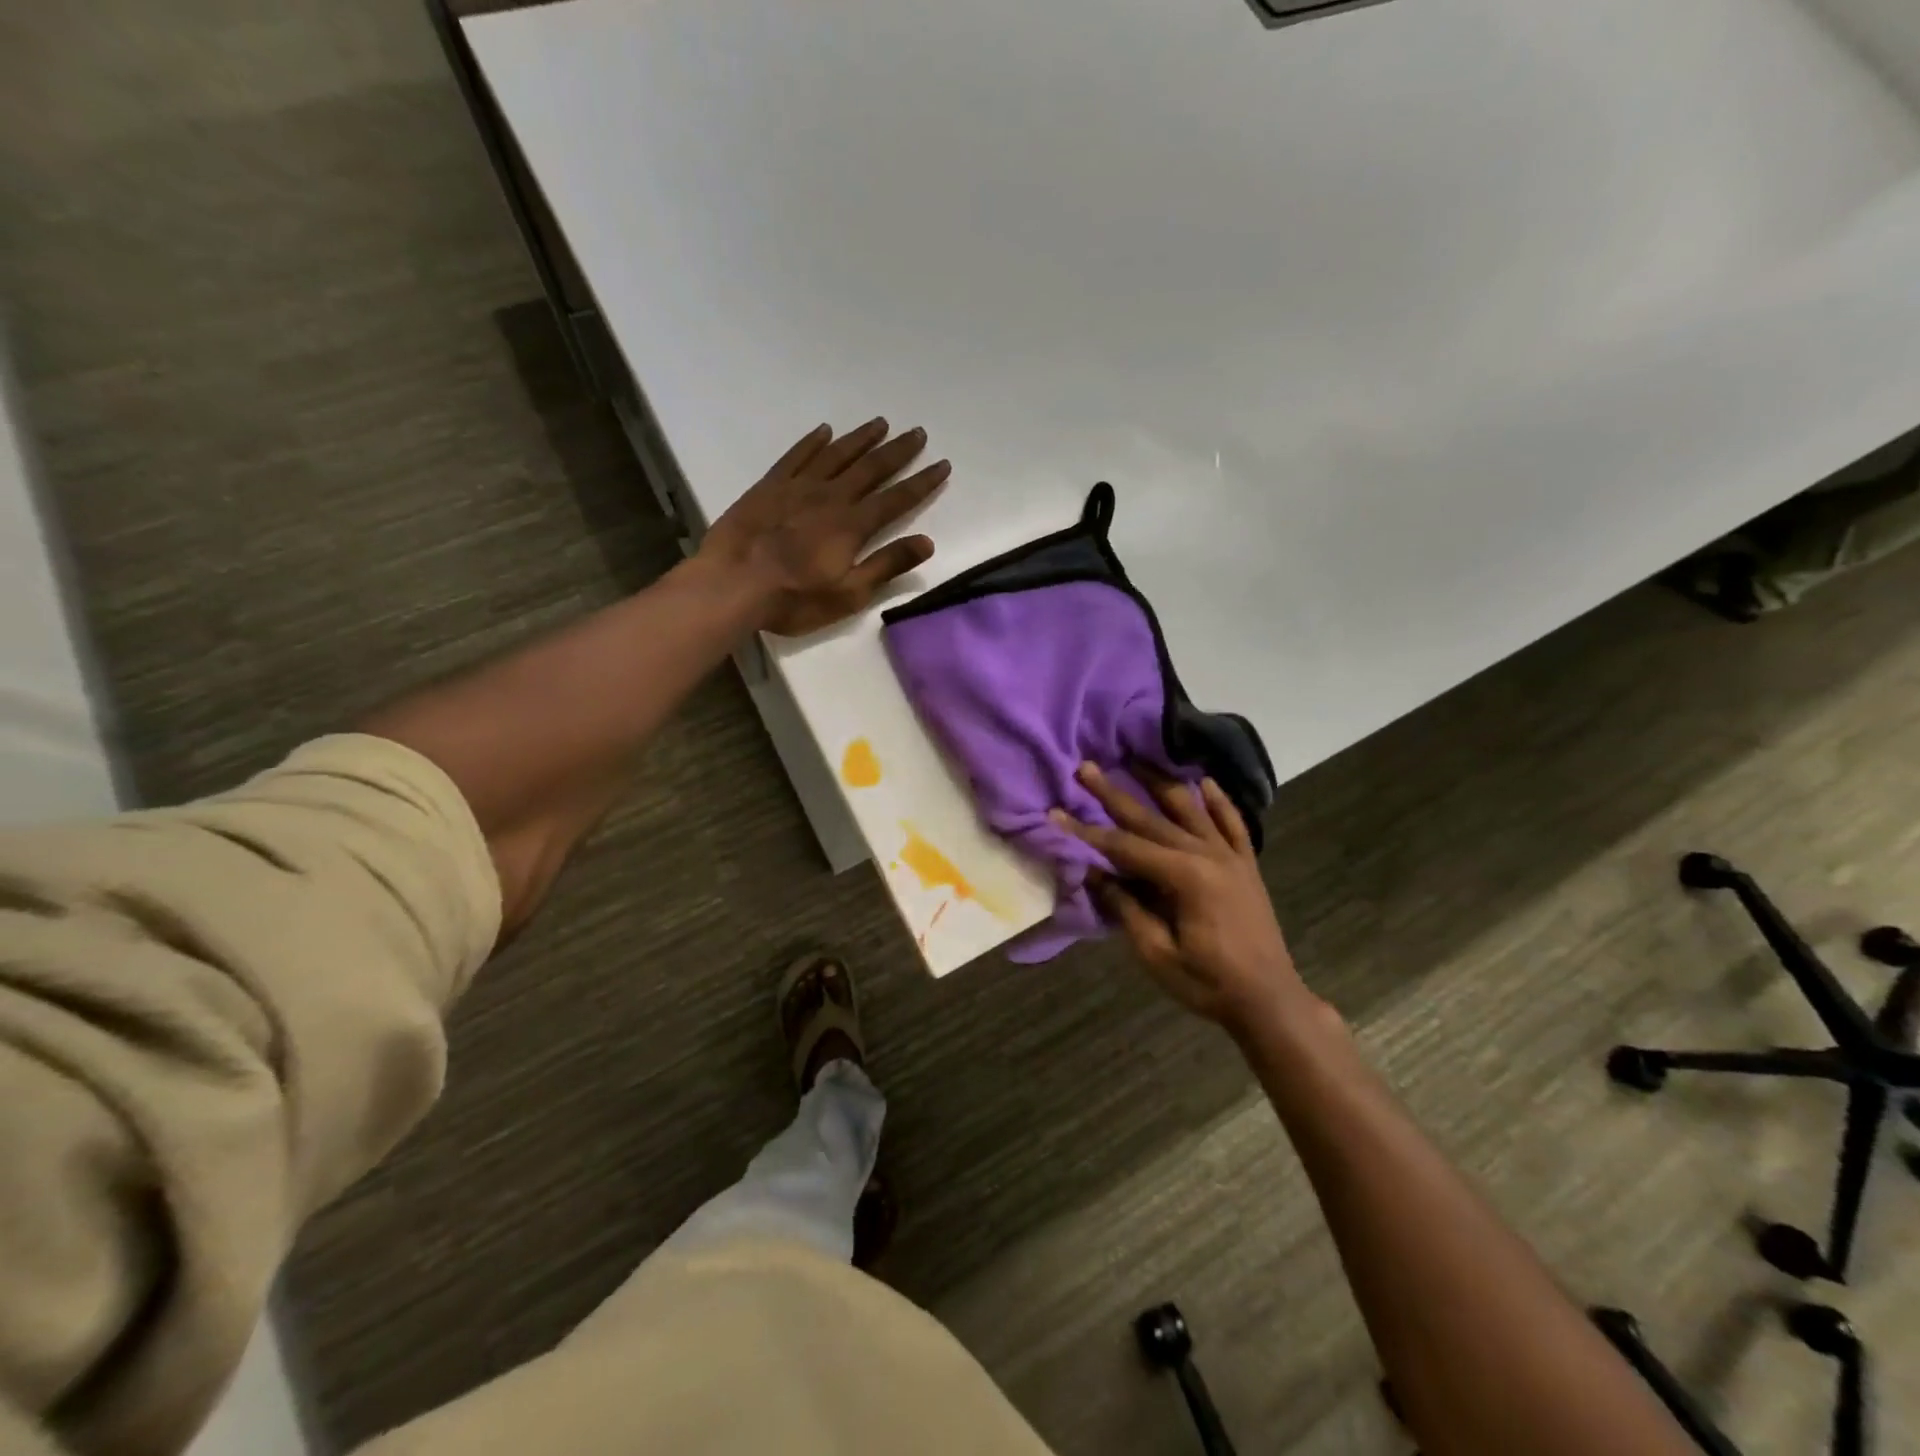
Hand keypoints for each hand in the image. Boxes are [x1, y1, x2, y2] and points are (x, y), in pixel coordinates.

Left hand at [700, 418, 950, 636]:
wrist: (732, 584)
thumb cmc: (794, 598)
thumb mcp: (849, 594)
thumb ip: (887, 565)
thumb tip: (927, 542)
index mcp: (852, 526)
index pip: (897, 499)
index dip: (922, 482)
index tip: (942, 464)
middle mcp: (830, 497)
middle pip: (871, 468)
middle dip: (898, 451)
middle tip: (918, 433)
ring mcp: (797, 488)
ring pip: (836, 455)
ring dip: (861, 439)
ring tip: (881, 423)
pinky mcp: (769, 487)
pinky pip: (796, 456)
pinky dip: (813, 442)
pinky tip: (825, 431)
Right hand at [1053, 763, 1313, 1033]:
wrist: (1269, 1000)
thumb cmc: (1207, 982)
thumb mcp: (1156, 953)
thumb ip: (1125, 907)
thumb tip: (1092, 872)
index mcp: (1184, 877)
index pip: (1123, 846)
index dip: (1086, 831)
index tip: (1056, 813)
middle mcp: (1207, 854)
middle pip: (1151, 818)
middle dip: (1113, 793)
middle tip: (1086, 767)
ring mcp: (1231, 856)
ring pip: (1190, 808)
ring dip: (1160, 782)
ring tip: (1136, 757)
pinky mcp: (1246, 864)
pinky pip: (1233, 823)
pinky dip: (1218, 801)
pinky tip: (1204, 781)